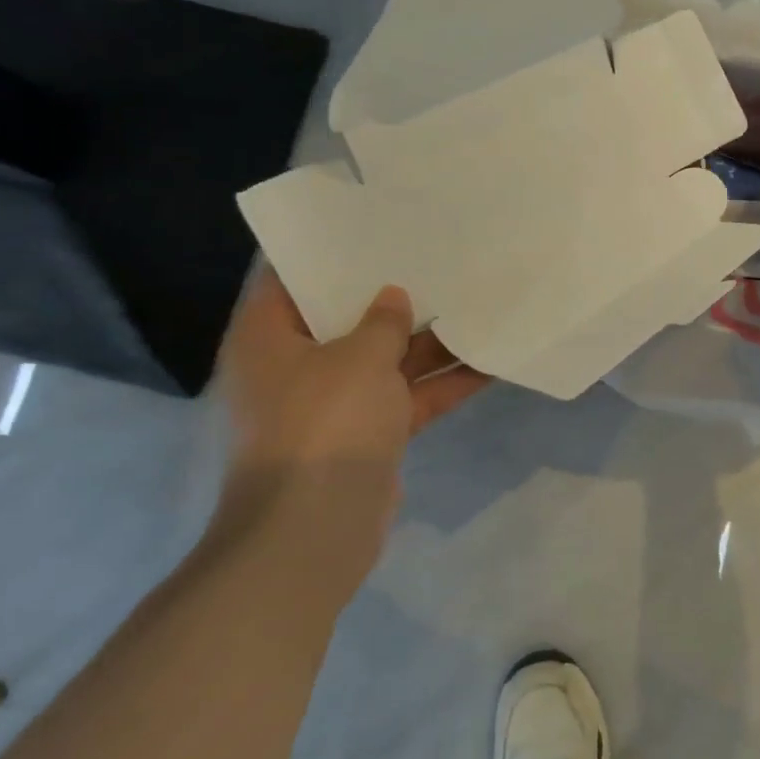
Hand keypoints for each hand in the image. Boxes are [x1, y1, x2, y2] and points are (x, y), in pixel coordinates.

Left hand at [215, 271, 487, 544]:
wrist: (315, 529)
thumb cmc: (324, 423)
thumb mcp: (359, 358)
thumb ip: (383, 321)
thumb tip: (393, 298)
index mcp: (270, 338)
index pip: (294, 281)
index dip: (333, 255)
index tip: (375, 229)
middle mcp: (297, 367)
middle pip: (348, 320)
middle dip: (394, 297)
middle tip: (438, 259)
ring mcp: (334, 404)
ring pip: (386, 361)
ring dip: (429, 343)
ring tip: (476, 304)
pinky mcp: (367, 435)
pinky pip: (407, 398)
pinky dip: (442, 385)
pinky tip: (489, 363)